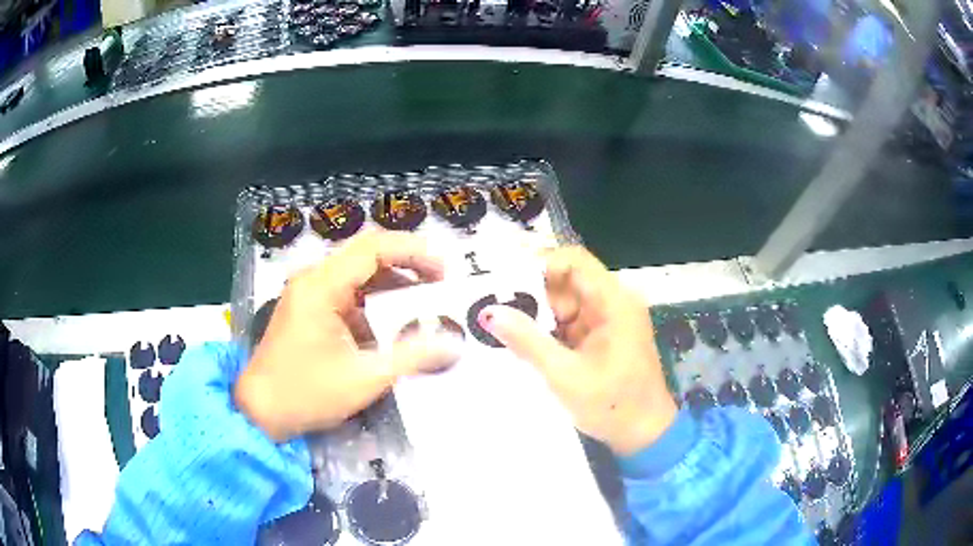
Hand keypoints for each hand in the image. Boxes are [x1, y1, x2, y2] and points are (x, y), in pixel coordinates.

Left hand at [235, 231, 462, 441]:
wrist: (260, 412)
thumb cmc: (307, 393)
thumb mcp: (364, 378)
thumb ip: (412, 357)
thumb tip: (454, 345)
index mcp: (321, 286)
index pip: (373, 248)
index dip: (413, 252)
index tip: (443, 271)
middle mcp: (313, 279)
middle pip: (366, 256)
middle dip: (406, 266)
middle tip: (439, 285)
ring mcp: (308, 294)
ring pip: (357, 275)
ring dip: (390, 285)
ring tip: (422, 303)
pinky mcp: (308, 310)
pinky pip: (346, 295)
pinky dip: (373, 303)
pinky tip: (391, 324)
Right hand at [479, 247, 676, 455]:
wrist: (644, 435)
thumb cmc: (612, 405)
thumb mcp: (565, 375)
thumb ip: (528, 341)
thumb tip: (490, 312)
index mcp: (614, 302)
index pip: (574, 262)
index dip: (539, 263)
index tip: (503, 279)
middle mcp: (612, 303)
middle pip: (565, 282)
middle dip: (530, 294)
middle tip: (490, 306)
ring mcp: (606, 321)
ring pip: (563, 304)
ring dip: (535, 316)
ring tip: (498, 325)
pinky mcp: (600, 338)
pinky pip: (567, 324)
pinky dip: (545, 331)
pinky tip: (519, 342)